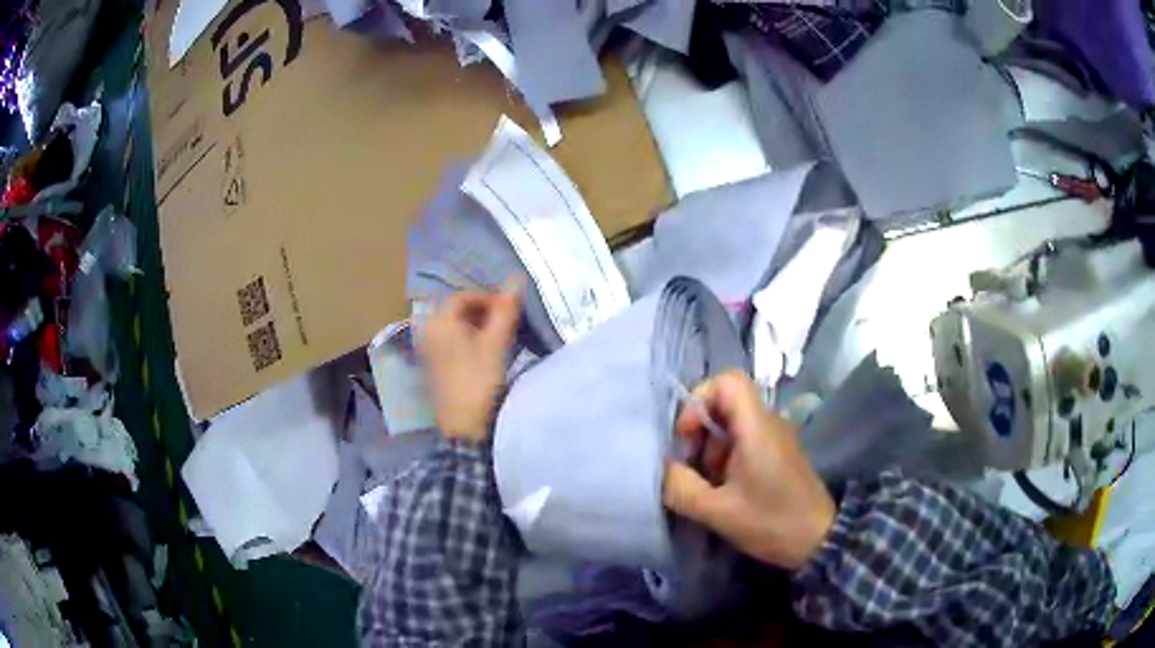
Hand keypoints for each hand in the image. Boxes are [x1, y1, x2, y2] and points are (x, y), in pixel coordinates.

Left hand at [420, 279, 521, 440]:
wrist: (464, 426)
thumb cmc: (479, 380)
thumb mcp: (496, 343)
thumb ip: (505, 309)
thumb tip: (515, 278)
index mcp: (438, 321)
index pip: (463, 297)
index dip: (488, 299)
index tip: (509, 312)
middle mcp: (427, 331)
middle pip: (457, 312)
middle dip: (483, 314)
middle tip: (506, 325)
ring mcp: (428, 351)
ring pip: (455, 329)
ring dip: (477, 328)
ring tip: (499, 340)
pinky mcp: (433, 367)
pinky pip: (451, 343)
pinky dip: (468, 342)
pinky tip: (485, 355)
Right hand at [663, 371, 835, 570]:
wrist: (819, 540)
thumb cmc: (771, 521)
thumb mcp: (718, 512)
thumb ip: (681, 488)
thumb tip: (661, 469)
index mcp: (757, 427)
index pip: (727, 381)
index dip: (699, 400)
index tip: (687, 436)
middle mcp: (768, 423)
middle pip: (725, 403)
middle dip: (699, 431)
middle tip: (690, 466)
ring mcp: (775, 438)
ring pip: (732, 425)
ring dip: (710, 449)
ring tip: (705, 485)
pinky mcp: (777, 454)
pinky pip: (743, 441)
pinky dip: (725, 459)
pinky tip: (722, 490)